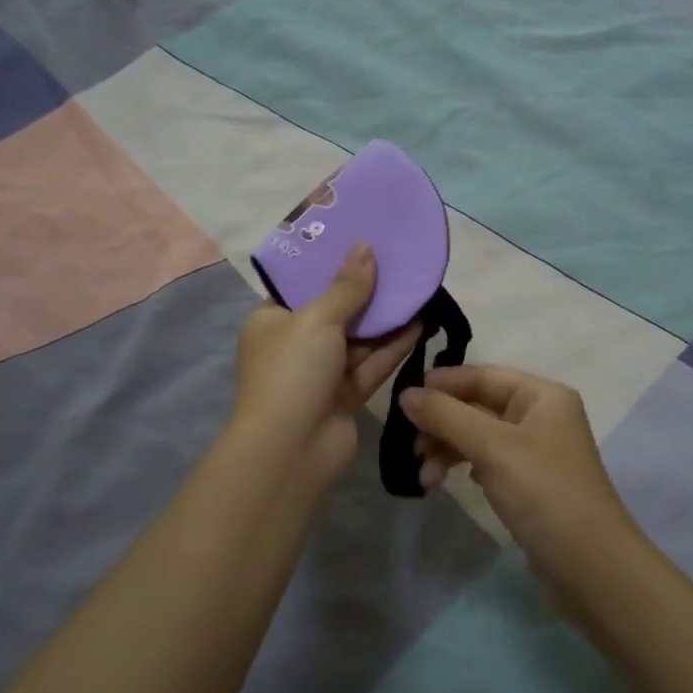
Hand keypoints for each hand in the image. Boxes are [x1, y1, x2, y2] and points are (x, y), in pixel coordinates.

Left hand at [231, 243, 419, 497]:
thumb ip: (346, 287)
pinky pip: (372, 364)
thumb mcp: (317, 319)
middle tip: (399, 263)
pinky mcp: (346, 396)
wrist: (291, 450)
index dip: (331, 265)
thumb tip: (365, 247)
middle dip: (366, 291)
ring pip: (359, 339)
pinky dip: (393, 346)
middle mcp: (295, 345)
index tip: (362, 242)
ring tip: (418, 288)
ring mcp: (321, 373)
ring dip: (385, 318)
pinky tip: (420, 323)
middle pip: (336, 311)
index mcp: (272, 321)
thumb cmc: (292, 372)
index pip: (302, 286)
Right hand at [398, 366, 641, 580]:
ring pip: (479, 436)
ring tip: (426, 478)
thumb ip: (447, 416)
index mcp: (542, 395)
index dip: (443, 384)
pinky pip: (488, 461)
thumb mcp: (492, 447)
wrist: (591, 566)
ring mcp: (536, 450)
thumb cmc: (544, 493)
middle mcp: (541, 415)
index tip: (403, 400)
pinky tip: (449, 483)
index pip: (483, 375)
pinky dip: (465, 467)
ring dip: (449, 450)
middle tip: (411, 448)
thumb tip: (405, 394)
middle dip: (443, 424)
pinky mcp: (530, 481)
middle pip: (479, 405)